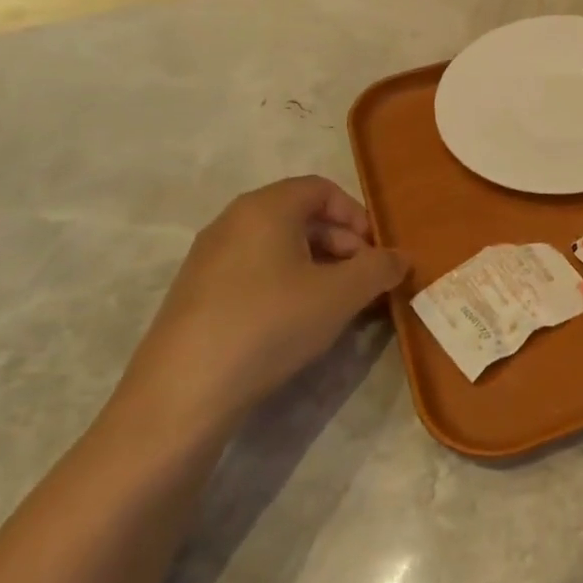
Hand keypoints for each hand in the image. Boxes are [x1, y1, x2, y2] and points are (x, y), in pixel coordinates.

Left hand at [113, 177, 407, 441]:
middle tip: (363, 282)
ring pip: (277, 246)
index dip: (357, 216)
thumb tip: (400, 258)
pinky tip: (295, 324)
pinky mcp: (196, 294)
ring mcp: (208, 258)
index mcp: (266, 207)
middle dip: (341, 244)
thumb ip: (379, 268)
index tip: (375, 253)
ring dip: (316, 267)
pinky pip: (253, 272)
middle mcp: (233, 221)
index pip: (322, 189)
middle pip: (300, 216)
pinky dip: (285, 285)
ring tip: (335, 306)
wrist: (183, 393)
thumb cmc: (270, 324)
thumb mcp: (341, 294)